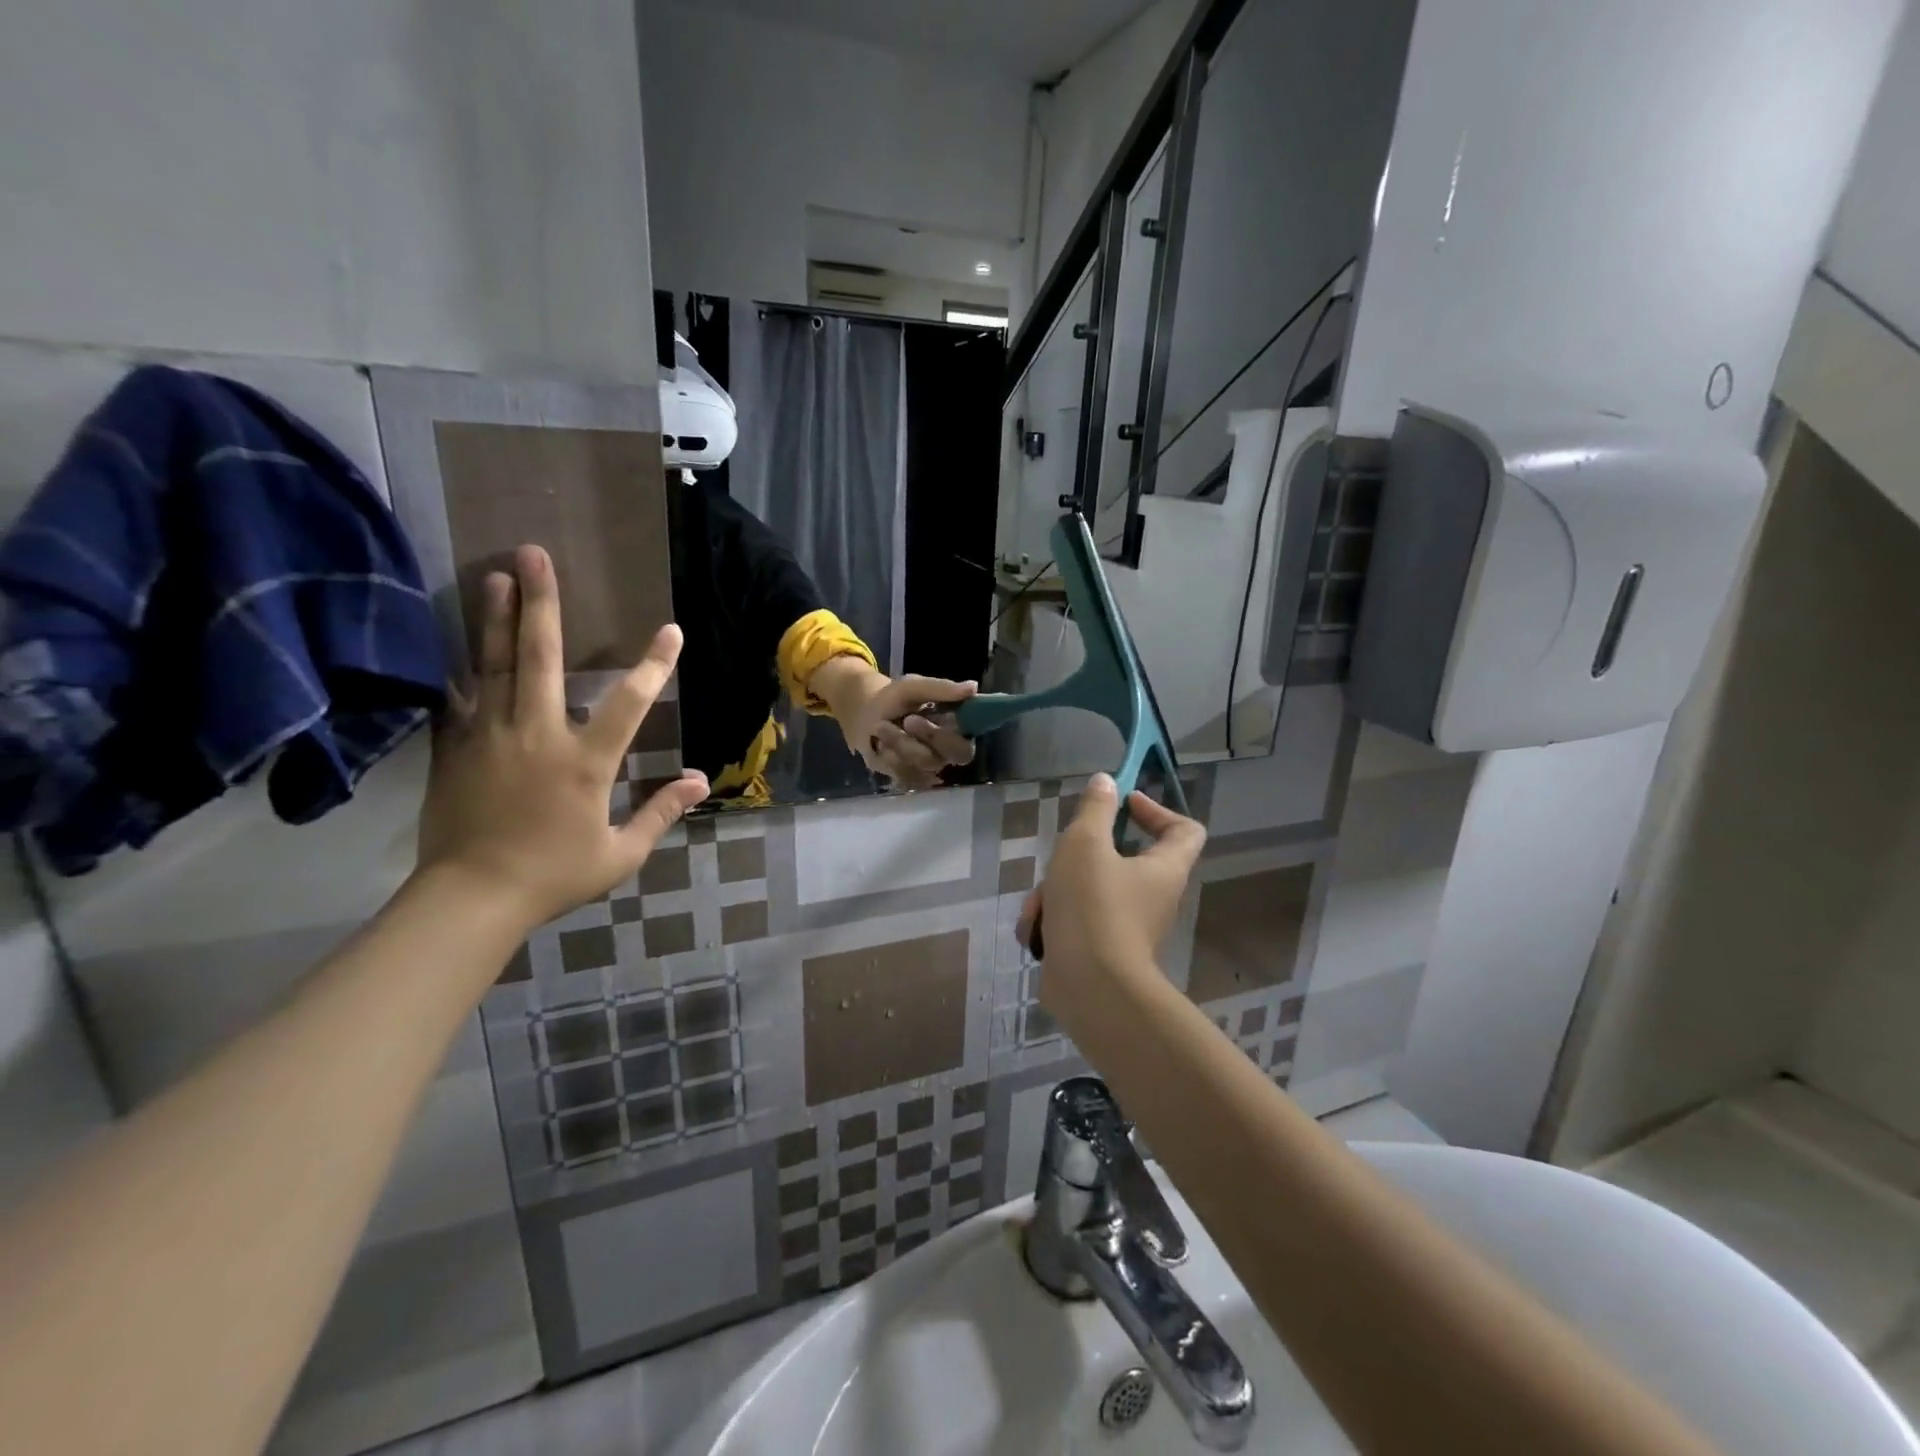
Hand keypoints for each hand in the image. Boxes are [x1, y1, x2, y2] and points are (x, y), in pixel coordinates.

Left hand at [417, 545, 709, 931]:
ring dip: (496, 617)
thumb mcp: (621, 853)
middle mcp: (537, 735)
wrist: (470, 899)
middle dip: (541, 603)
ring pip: (494, 665)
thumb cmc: (554, 875)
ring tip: (495, 574)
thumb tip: (700, 780)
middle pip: (540, 658)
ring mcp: (490, 737)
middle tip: (533, 554)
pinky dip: (463, 665)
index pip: (629, 703)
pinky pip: (460, 697)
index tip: (671, 631)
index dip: (653, 665)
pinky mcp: (455, 749)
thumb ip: (661, 811)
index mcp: (585, 761)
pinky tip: (460, 638)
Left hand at [816, 660, 978, 788]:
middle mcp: (951, 750)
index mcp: (959, 727)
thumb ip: (941, 689)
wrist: (864, 716)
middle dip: (931, 735)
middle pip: (957, 754)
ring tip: (880, 726)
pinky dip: (889, 757)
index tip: (936, 718)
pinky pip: (906, 774)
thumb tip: (973, 687)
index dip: (959, 731)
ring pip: (926, 763)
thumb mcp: (913, 687)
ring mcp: (932, 766)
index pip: (973, 736)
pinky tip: (880, 745)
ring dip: (900, 742)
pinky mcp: (912, 778)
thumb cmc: (895, 699)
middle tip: (909, 720)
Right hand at [1017, 774, 1205, 1023]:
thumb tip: (1106, 782)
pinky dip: (1054, 922)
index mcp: (1163, 869)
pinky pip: (1077, 923)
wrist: (1089, 989)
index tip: (1122, 804)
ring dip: (1056, 893)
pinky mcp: (1102, 951)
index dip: (1157, 810)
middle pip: (1121, 859)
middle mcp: (1153, 898)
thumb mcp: (1085, 844)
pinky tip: (1035, 932)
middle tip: (1060, 859)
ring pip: (1088, 892)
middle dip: (1080, 857)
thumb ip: (1095, 809)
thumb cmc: (1093, 906)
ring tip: (1039, 908)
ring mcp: (1128, 928)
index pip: (1185, 829)